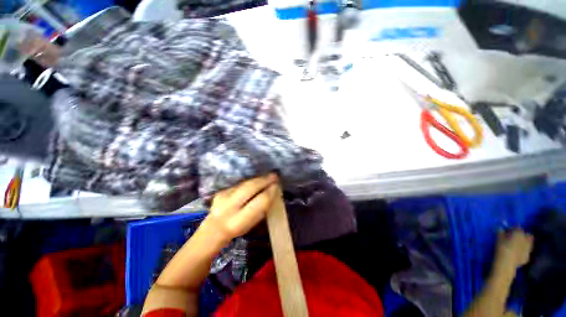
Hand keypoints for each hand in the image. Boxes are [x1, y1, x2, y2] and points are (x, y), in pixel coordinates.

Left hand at [206, 173, 278, 242]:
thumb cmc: (238, 228)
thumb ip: (261, 208)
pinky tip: (257, 181)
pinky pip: (240, 184)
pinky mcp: (221, 191)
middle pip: (250, 188)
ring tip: (268, 177)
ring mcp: (223, 197)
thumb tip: (272, 192)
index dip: (270, 192)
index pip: (259, 202)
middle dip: (264, 180)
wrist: (214, 228)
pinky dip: (250, 181)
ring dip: (258, 179)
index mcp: (238, 221)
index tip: (277, 185)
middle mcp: (228, 207)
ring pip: (245, 183)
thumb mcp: (252, 223)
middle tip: (275, 176)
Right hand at [495, 229, 533, 270]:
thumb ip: (500, 232)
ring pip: (529, 244)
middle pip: (527, 235)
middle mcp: (526, 240)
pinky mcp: (527, 257)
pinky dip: (523, 252)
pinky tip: (518, 254)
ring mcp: (528, 249)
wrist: (506, 262)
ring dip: (525, 243)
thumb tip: (500, 228)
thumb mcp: (498, 238)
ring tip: (518, 245)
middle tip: (516, 237)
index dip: (513, 228)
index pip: (517, 227)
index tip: (508, 230)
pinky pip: (526, 252)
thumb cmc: (502, 248)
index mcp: (519, 233)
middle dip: (523, 235)